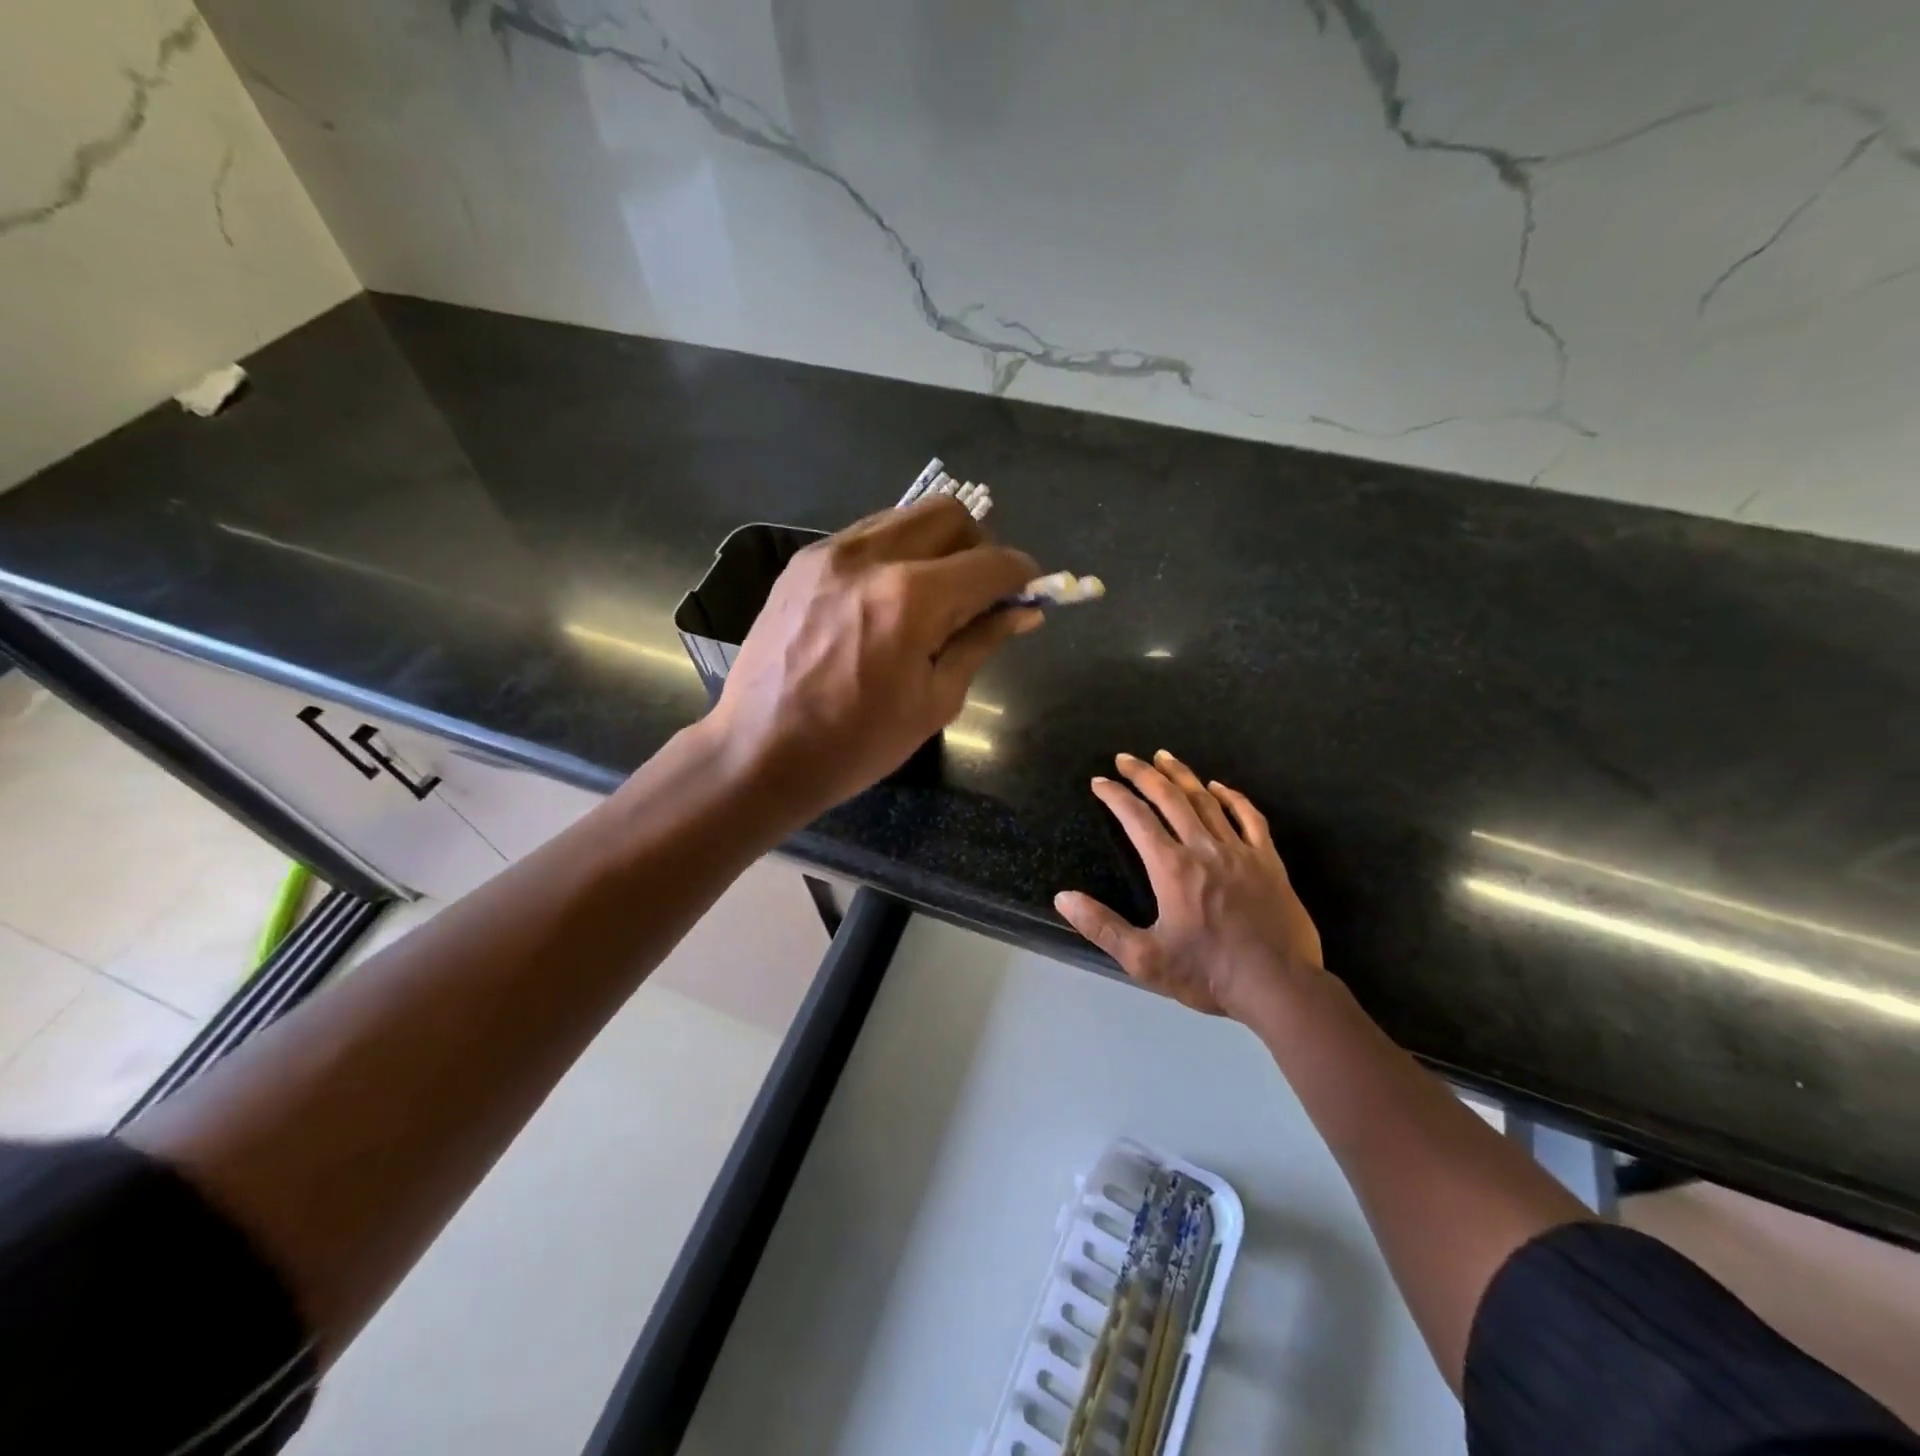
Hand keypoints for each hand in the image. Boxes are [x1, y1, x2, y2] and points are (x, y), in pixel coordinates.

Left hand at [709, 496, 1039, 817]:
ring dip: (935, 547)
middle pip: (949, 514)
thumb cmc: (856, 744)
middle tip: (977, 594)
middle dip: (978, 547)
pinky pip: (867, 536)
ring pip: (906, 517)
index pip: (990, 562)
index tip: (1028, 594)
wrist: (759, 752)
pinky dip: (894, 555)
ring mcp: (830, 553)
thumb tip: (1023, 611)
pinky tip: (886, 601)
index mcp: (910, 598)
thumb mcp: (935, 702)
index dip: (1021, 575)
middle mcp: (871, 556)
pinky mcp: (803, 562)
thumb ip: (981, 642)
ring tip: (931, 598)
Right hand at [1055, 750, 1325, 1024]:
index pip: (1137, 819)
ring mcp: (1240, 851)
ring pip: (1207, 801)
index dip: (1115, 796)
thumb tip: (1063, 898)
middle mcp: (1204, 849)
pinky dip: (1232, 797)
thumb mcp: (1144, 960)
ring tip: (1164, 757)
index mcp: (1172, 868)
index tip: (1099, 782)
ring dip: (1182, 776)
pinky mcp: (1268, 861)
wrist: (1280, 987)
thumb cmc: (1208, 974)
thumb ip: (1102, 927)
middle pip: (1170, 799)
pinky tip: (1219, 787)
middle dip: (1144, 774)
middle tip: (1125, 758)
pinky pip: (1249, 817)